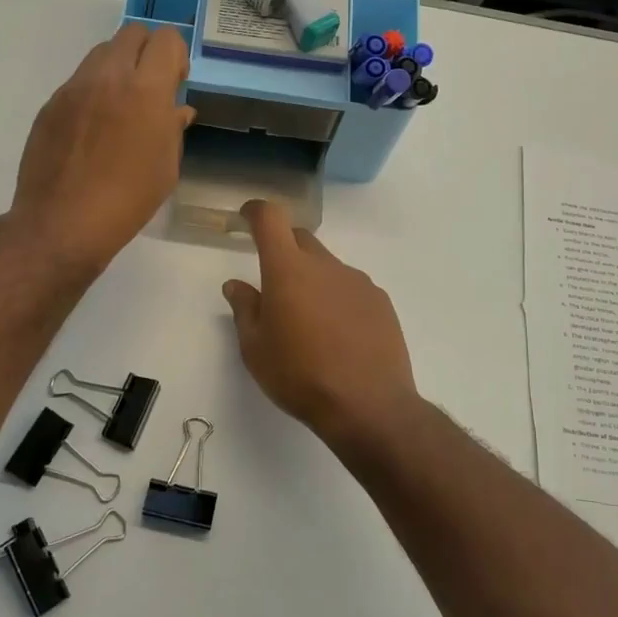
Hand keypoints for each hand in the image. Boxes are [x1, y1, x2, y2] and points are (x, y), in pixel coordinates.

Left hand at [10, 25, 194, 272]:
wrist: (62, 223)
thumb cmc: (127, 200)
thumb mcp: (166, 168)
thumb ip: (173, 128)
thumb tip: (177, 109)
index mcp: (145, 91)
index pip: (165, 38)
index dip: (176, 55)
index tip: (176, 82)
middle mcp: (108, 77)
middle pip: (132, 33)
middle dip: (148, 52)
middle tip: (151, 87)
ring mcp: (74, 88)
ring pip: (102, 52)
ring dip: (119, 67)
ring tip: (121, 106)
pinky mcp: (51, 104)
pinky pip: (79, 81)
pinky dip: (94, 91)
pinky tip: (94, 129)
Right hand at [222, 200, 418, 443]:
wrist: (368, 405)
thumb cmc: (299, 376)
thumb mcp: (256, 349)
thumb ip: (245, 310)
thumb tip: (236, 285)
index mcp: (288, 269)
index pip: (270, 219)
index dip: (256, 212)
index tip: (246, 219)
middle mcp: (325, 265)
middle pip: (301, 239)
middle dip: (284, 249)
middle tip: (274, 283)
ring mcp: (357, 281)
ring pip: (328, 267)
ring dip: (313, 280)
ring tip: (309, 321)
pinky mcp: (381, 301)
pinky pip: (351, 288)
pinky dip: (338, 299)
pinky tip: (339, 335)